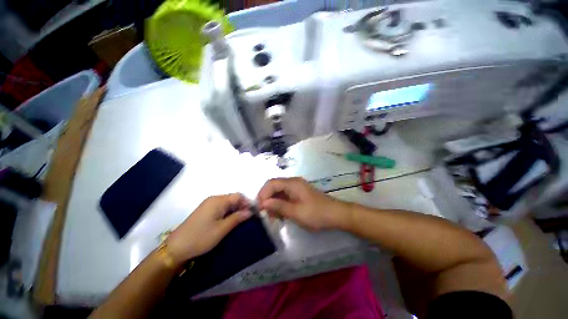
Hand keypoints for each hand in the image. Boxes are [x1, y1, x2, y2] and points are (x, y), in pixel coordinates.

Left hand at [167, 194, 251, 263]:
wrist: (176, 247)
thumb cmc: (201, 237)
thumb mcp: (222, 229)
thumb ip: (237, 218)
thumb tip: (250, 211)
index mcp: (218, 200)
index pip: (238, 196)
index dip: (247, 203)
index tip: (253, 213)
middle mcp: (214, 199)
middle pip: (233, 198)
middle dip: (242, 206)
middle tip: (247, 218)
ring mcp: (208, 204)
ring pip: (228, 203)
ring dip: (235, 209)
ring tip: (240, 220)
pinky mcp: (205, 210)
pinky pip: (221, 207)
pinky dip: (228, 212)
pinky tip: (229, 221)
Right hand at [257, 177, 350, 230]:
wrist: (336, 214)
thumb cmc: (317, 213)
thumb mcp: (296, 212)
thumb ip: (279, 206)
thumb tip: (263, 203)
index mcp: (292, 183)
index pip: (271, 183)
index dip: (263, 194)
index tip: (259, 208)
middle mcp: (293, 183)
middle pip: (274, 187)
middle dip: (267, 199)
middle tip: (265, 214)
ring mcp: (296, 188)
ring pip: (279, 192)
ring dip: (274, 203)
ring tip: (273, 217)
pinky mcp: (299, 194)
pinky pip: (285, 197)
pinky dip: (280, 205)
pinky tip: (281, 215)